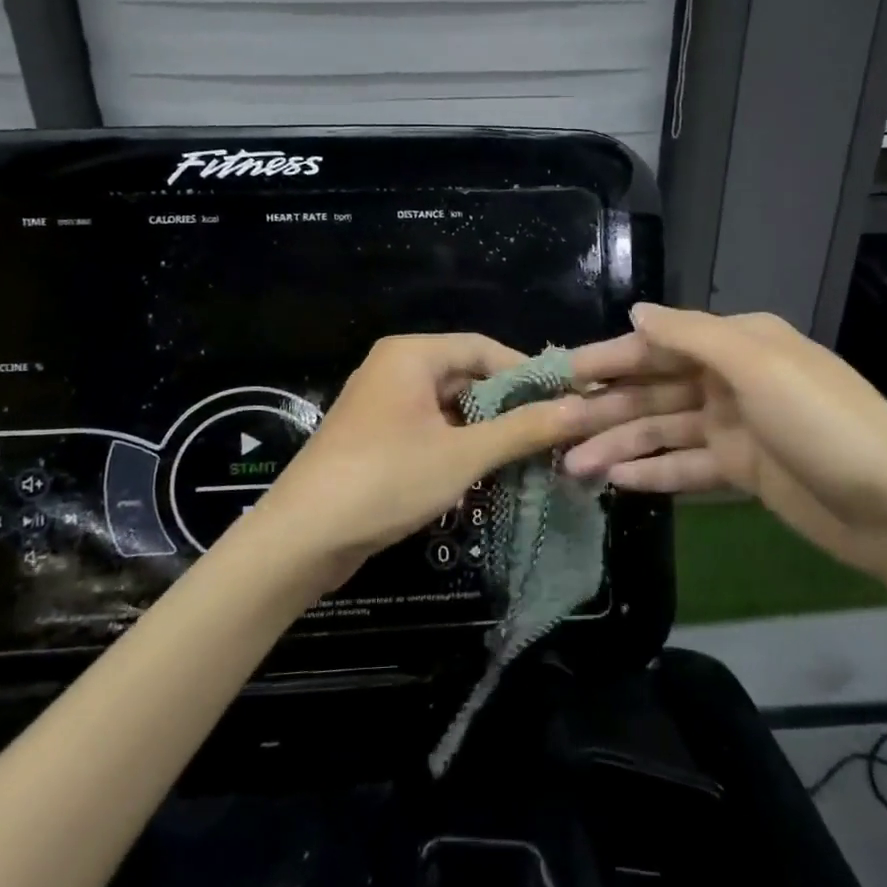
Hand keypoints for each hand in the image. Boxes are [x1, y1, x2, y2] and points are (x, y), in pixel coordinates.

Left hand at [252, 332, 695, 590]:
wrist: (301, 538)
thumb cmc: (385, 480)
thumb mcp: (463, 454)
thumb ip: (524, 429)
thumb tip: (584, 407)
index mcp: (411, 355)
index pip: (485, 348)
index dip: (529, 374)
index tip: (567, 401)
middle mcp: (395, 369)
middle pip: (468, 377)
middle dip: (510, 408)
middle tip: (554, 436)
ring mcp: (383, 405)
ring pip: (451, 408)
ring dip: (487, 433)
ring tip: (530, 459)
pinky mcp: (378, 439)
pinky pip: (431, 431)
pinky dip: (460, 448)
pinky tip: (487, 475)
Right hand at [563, 305, 886, 586]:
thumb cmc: (826, 425)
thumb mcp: (760, 368)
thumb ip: (693, 336)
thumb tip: (636, 312)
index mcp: (739, 344)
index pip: (660, 343)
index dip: (610, 357)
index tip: (562, 372)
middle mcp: (732, 379)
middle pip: (655, 389)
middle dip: (606, 407)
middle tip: (553, 428)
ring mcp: (736, 426)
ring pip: (663, 429)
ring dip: (619, 444)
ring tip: (573, 465)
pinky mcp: (741, 470)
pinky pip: (686, 466)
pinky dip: (652, 471)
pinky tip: (616, 480)